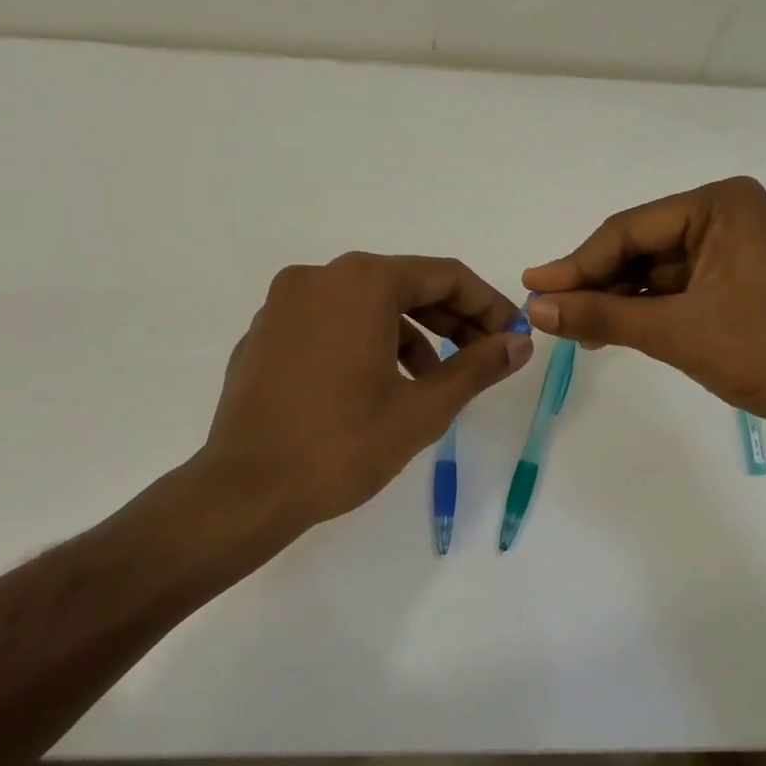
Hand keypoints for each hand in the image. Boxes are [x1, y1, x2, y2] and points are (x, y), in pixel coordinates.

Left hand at [201, 252, 531, 528]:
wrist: (247, 488)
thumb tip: (519, 343)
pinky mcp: (264, 332)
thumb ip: (477, 367)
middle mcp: (319, 277)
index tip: (511, 338)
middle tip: (481, 358)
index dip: (488, 306)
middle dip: (450, 320)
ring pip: (365, 304)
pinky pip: (329, 322)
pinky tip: (378, 385)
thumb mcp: (422, 408)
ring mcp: (284, 303)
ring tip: (432, 382)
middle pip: (403, 285)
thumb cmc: (343, 445)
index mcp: (362, 283)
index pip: (445, 277)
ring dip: (409, 335)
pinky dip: (365, 341)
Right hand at [522, 177, 765, 456]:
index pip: (629, 231)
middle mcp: (731, 219)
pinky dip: (647, 314)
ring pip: (659, 274)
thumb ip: (602, 316)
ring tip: (575, 330)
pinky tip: (613, 333)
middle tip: (548, 313)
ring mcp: (740, 256)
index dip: (576, 264)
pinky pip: (680, 294)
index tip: (531, 287)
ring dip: (618, 302)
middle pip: (642, 249)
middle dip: (597, 284)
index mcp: (721, 206)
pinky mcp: (744, 290)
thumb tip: (535, 308)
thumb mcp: (675, 331)